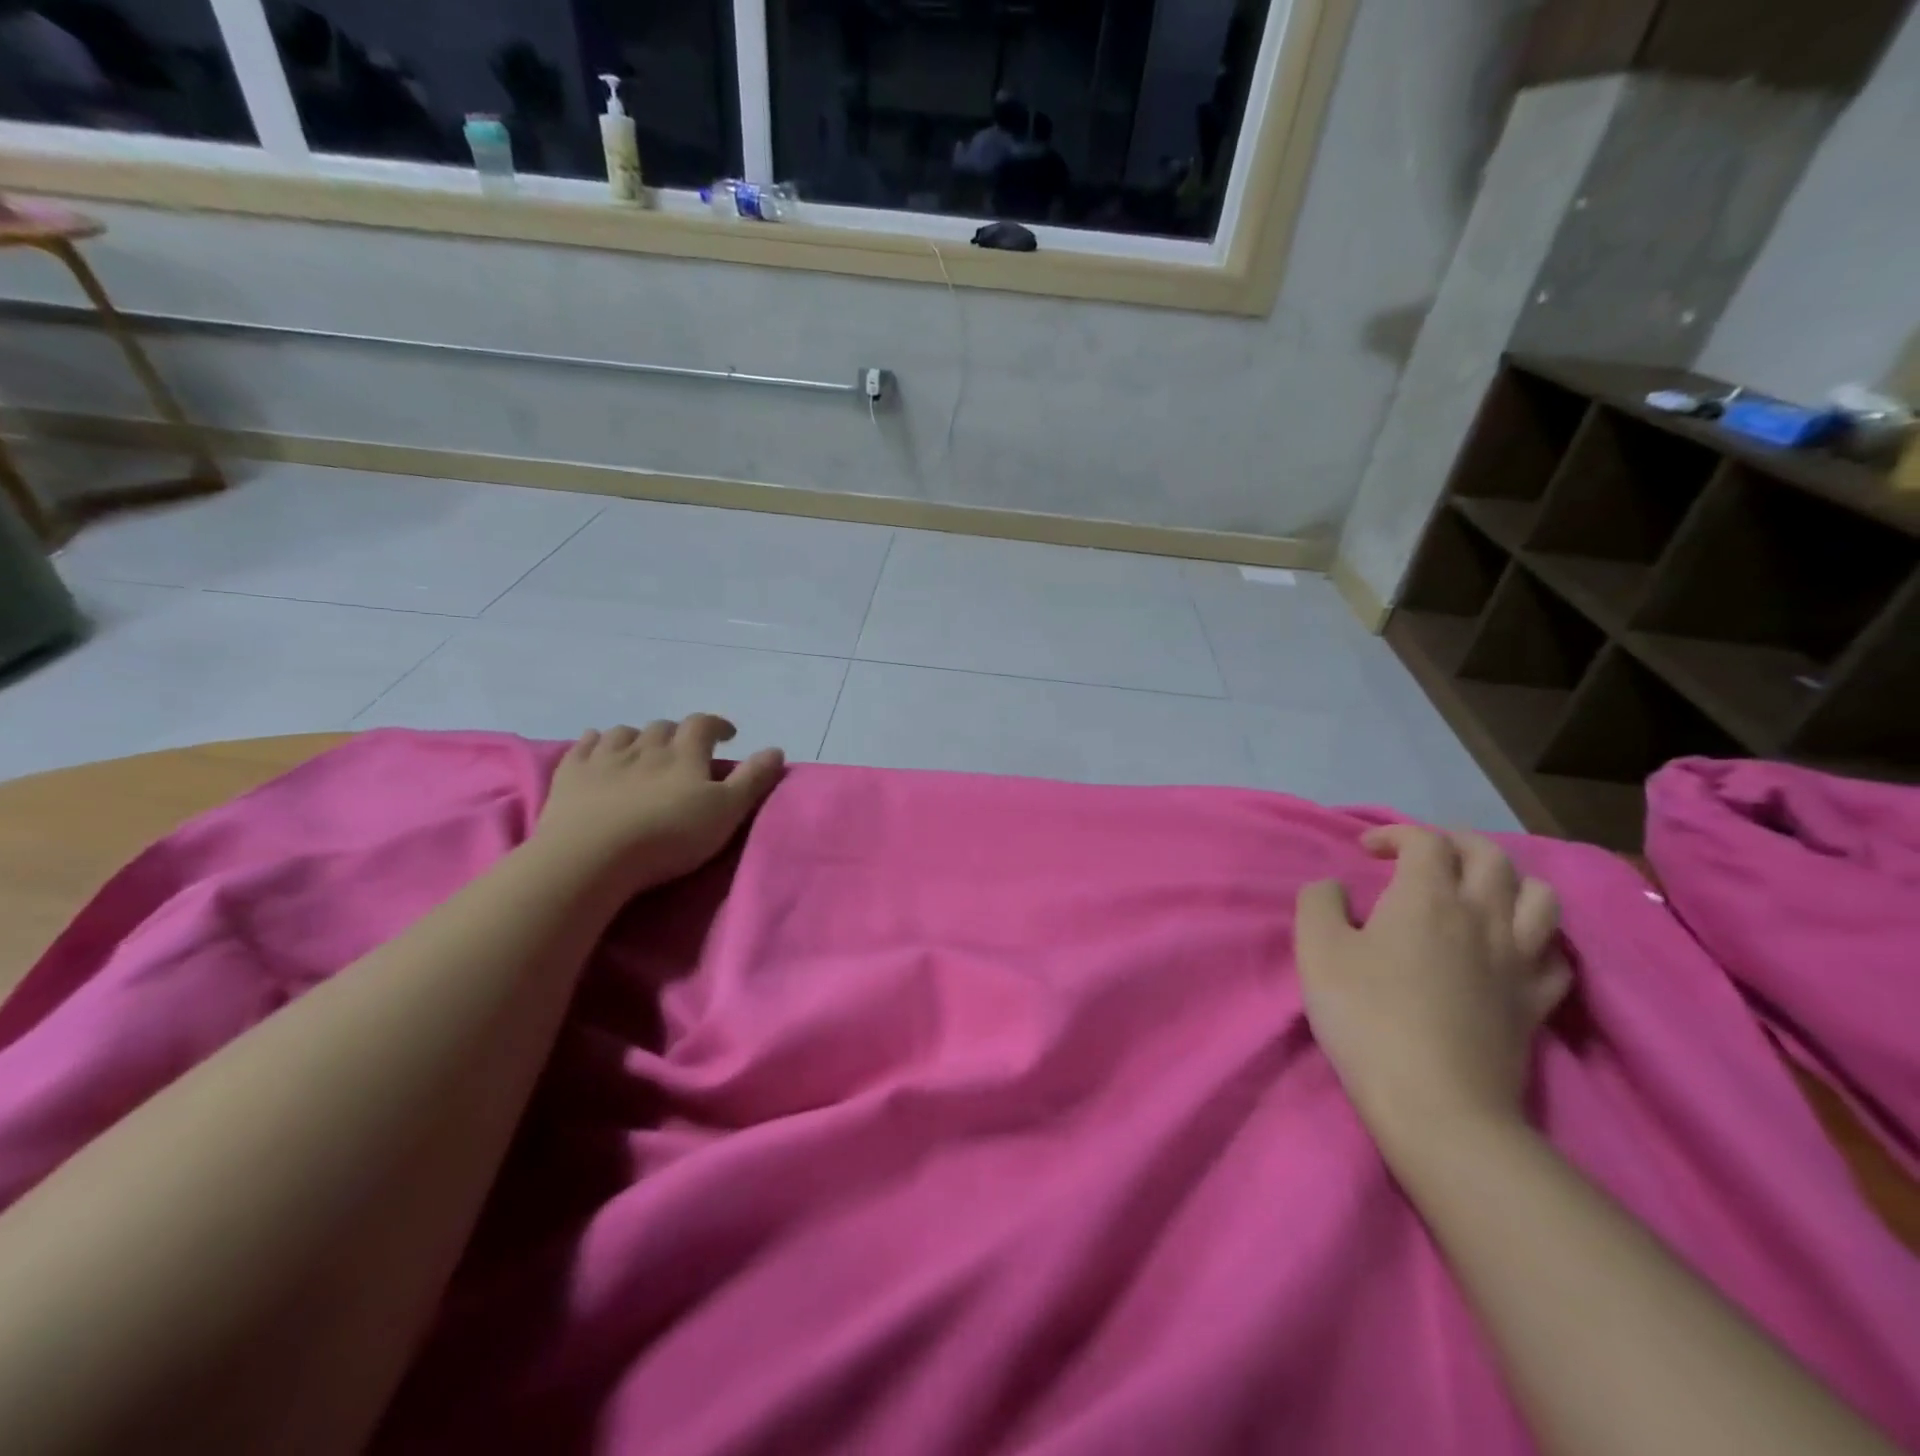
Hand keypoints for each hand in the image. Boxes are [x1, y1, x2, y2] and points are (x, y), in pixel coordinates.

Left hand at [533, 716, 784, 894]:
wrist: (592, 857)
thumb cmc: (668, 837)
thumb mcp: (726, 812)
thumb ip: (753, 780)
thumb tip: (776, 749)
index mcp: (685, 754)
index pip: (703, 725)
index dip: (717, 725)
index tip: (727, 735)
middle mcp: (646, 746)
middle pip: (663, 728)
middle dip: (677, 734)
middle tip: (685, 752)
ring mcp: (604, 758)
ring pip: (624, 733)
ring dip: (638, 737)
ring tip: (643, 751)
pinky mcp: (571, 775)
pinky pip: (584, 745)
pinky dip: (596, 742)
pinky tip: (597, 747)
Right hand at [1294, 826, 1570, 1156]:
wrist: (1434, 1103)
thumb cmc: (1366, 1017)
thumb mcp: (1316, 950)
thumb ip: (1319, 902)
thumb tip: (1334, 888)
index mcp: (1427, 897)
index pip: (1425, 841)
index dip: (1395, 834)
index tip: (1366, 851)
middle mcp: (1482, 916)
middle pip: (1490, 856)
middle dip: (1455, 843)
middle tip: (1424, 858)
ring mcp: (1519, 960)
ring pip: (1540, 896)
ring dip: (1508, 881)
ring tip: (1479, 893)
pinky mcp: (1537, 1002)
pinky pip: (1556, 954)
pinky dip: (1535, 938)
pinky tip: (1512, 948)